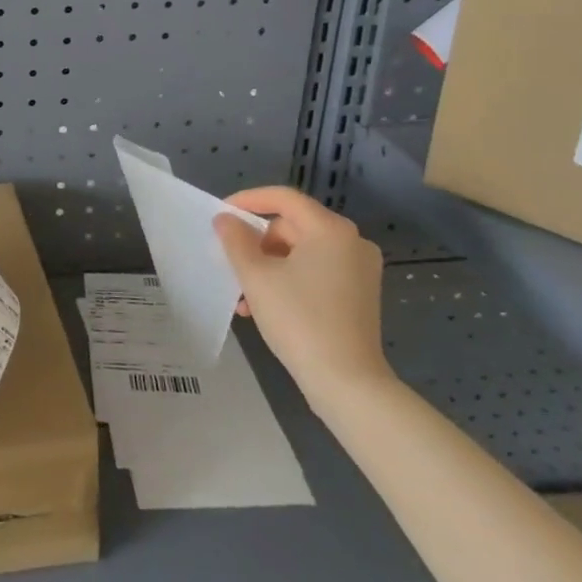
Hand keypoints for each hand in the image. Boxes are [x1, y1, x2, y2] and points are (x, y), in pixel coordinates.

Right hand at [213, 186, 391, 412]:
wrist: (347, 382)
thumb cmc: (298, 320)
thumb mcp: (256, 276)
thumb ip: (236, 241)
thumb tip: (226, 220)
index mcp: (330, 229)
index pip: (283, 198)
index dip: (248, 200)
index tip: (221, 215)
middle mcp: (351, 242)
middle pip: (292, 226)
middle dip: (257, 243)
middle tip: (231, 263)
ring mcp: (359, 269)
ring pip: (301, 253)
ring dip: (269, 266)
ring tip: (243, 295)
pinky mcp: (359, 294)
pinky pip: (316, 272)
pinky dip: (289, 280)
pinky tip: (265, 306)